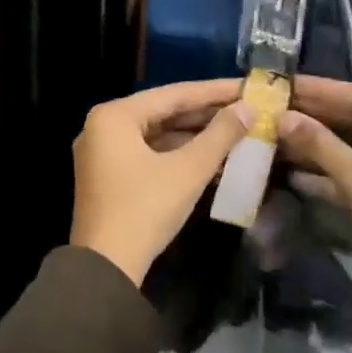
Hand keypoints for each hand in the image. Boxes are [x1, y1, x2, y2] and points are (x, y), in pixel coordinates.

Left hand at [71, 79, 251, 285]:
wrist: (106, 266)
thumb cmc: (145, 209)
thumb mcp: (188, 170)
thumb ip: (220, 136)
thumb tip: (248, 109)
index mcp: (114, 116)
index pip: (173, 94)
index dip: (215, 91)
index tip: (249, 86)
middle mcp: (103, 127)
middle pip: (163, 112)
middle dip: (206, 113)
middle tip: (248, 108)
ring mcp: (103, 153)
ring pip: (157, 134)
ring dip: (195, 136)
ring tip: (237, 131)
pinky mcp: (109, 176)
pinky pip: (148, 153)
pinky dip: (178, 154)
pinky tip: (212, 157)